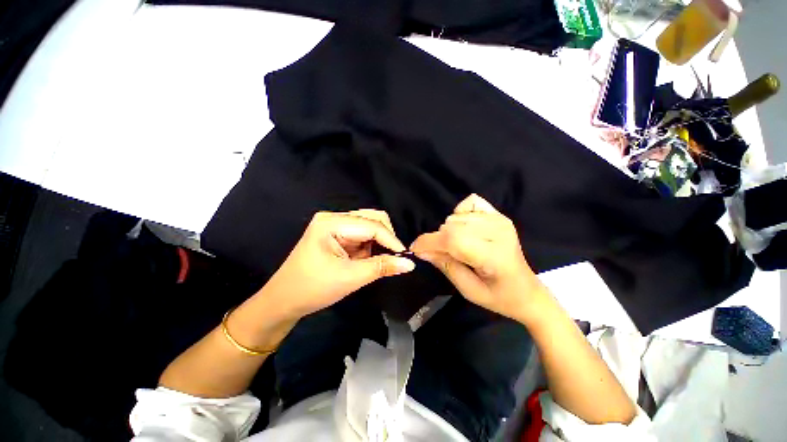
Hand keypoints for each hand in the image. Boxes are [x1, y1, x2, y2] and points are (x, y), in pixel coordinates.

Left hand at [259, 210, 415, 320]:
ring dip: (378, 243)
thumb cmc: (313, 289)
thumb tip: (409, 264)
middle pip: (372, 218)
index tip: (406, 257)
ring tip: (379, 261)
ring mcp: (334, 225)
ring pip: (369, 226)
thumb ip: (382, 267)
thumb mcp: (350, 278)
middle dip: (386, 238)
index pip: (372, 225)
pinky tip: (367, 259)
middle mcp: (333, 218)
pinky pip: (361, 234)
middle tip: (394, 258)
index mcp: (332, 223)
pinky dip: (370, 246)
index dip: (392, 240)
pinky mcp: (336, 234)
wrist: (283, 301)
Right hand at [410, 194, 545, 321]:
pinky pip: (470, 203)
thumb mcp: (468, 290)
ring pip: (456, 217)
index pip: (453, 240)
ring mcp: (500, 220)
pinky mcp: (499, 215)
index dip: (429, 242)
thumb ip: (445, 266)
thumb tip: (421, 250)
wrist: (527, 291)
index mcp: (494, 256)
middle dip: (437, 240)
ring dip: (448, 231)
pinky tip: (464, 229)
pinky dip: (460, 214)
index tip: (415, 249)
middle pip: (451, 227)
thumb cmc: (498, 296)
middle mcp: (498, 232)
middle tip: (439, 254)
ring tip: (456, 246)